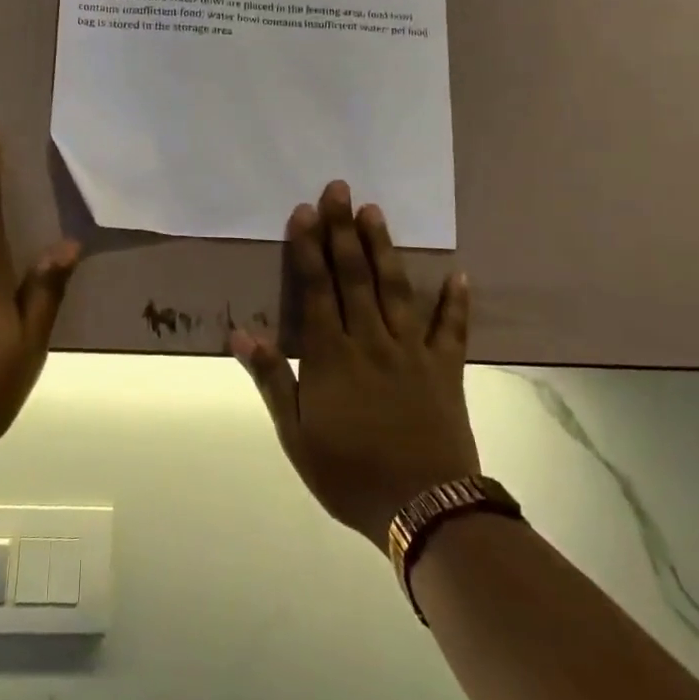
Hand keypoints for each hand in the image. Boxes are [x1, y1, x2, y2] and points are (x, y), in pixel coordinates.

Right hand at [231, 180, 477, 546]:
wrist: (422, 510)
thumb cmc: (350, 474)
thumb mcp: (296, 436)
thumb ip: (272, 379)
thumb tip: (240, 333)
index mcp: (332, 356)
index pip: (317, 290)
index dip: (309, 248)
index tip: (304, 211)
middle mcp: (371, 341)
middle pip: (355, 276)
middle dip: (344, 230)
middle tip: (340, 189)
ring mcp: (412, 352)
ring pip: (396, 290)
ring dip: (384, 248)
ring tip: (376, 212)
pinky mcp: (445, 369)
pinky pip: (451, 329)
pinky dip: (455, 301)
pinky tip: (459, 274)